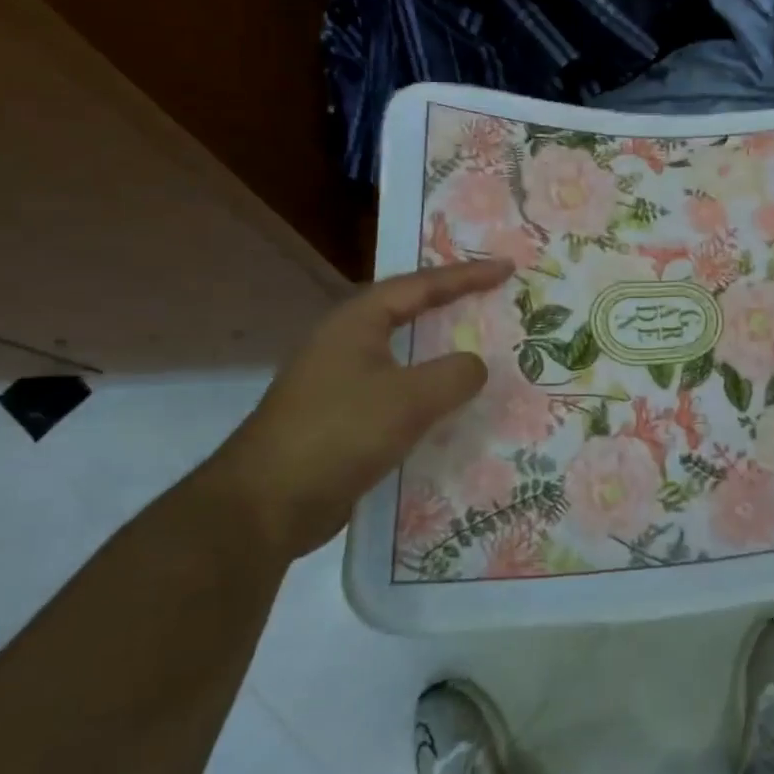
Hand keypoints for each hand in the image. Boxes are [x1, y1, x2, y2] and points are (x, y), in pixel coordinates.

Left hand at [208, 259, 513, 558]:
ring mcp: (340, 381)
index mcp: (357, 321)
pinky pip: (397, 392)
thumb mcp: (409, 399)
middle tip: (492, 298)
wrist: (266, 505)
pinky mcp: (342, 418)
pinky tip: (451, 408)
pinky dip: (427, 392)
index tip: (508, 268)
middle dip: (451, 304)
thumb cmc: (339, 434)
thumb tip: (475, 366)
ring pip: (404, 355)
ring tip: (481, 348)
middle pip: (409, 312)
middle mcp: (346, 342)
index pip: (422, 285)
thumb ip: (455, 375)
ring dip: (441, 352)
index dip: (467, 275)